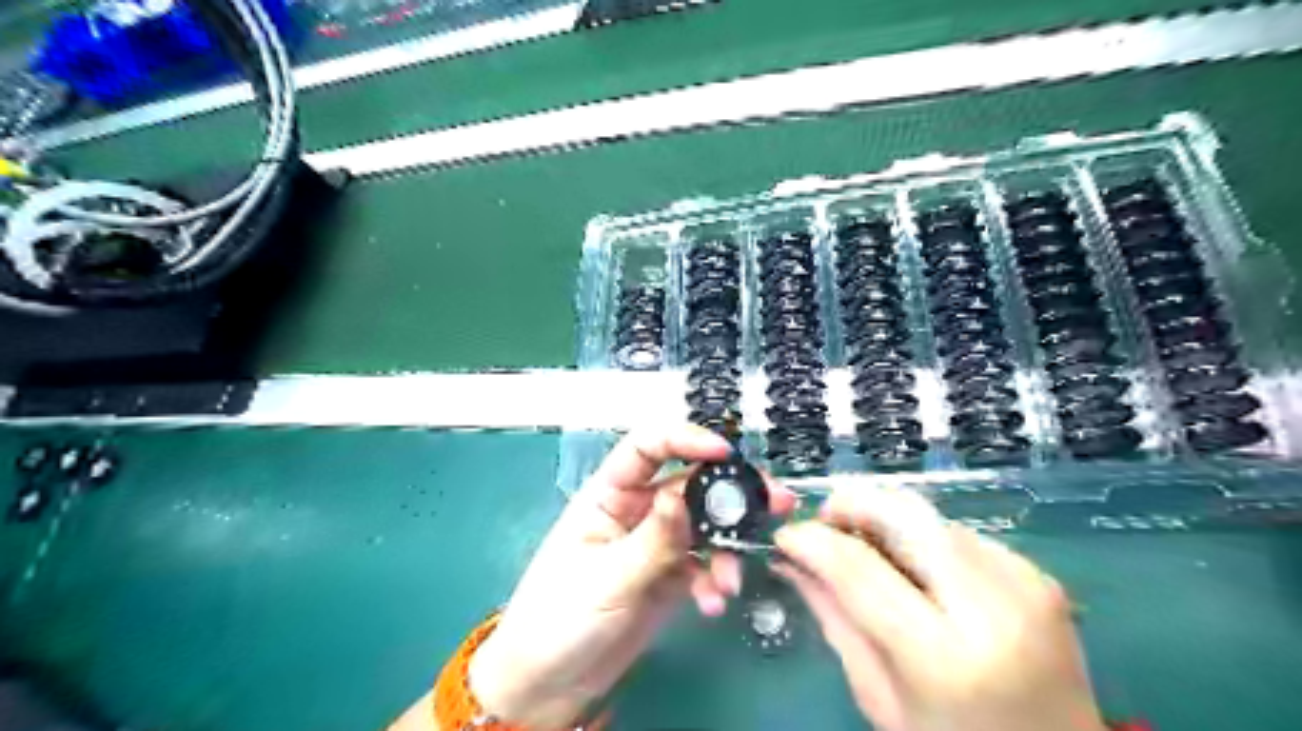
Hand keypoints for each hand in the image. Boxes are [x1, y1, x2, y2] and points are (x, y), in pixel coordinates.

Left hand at [469, 426, 794, 726]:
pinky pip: (703, 564)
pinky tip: (713, 602)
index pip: (647, 448)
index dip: (685, 439)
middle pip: (689, 484)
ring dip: (727, 546)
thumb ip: (653, 539)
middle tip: (775, 502)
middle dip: (731, 493)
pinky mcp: (669, 576)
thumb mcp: (607, 577)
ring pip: (703, 526)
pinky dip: (714, 578)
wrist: (551, 685)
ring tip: (733, 579)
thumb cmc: (560, 620)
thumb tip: (686, 495)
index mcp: (609, 495)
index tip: (724, 452)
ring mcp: (656, 543)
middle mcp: (637, 511)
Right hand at [770, 487, 1107, 730]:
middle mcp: (992, 606)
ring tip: (867, 550)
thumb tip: (792, 560)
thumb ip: (834, 619)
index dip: (813, 541)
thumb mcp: (881, 697)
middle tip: (824, 522)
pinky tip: (918, 570)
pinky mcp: (1037, 573)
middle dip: (852, 503)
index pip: (860, 569)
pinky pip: (959, 533)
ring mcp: (1023, 583)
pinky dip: (924, 540)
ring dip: (886, 521)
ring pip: (929, 515)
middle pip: (903, 514)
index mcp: (945, 656)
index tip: (786, 535)